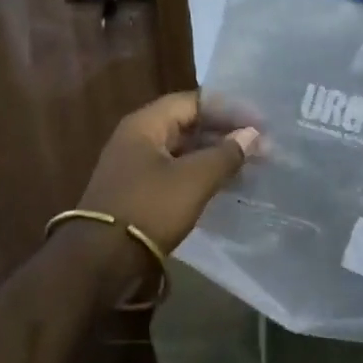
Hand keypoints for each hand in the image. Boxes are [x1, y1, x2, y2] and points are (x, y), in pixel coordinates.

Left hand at [77, 91, 258, 251]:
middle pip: (187, 125)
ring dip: (215, 156)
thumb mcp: (193, 180)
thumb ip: (225, 154)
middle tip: (261, 147)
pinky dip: (200, 175)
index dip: (229, 109)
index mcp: (145, 124)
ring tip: (250, 168)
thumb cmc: (149, 209)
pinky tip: (225, 186)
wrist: (101, 260)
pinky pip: (175, 173)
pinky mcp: (138, 193)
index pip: (193, 102)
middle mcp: (137, 138)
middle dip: (225, 134)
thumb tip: (252, 134)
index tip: (261, 123)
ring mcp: (135, 167)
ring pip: (183, 151)